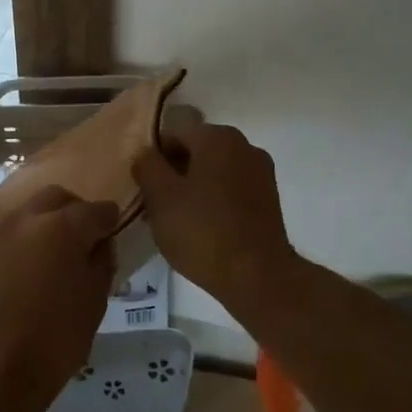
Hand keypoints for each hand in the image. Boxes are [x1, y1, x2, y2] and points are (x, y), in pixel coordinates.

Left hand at [0, 186, 119, 411]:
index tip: (113, 230)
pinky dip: (22, 235)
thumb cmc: (53, 342)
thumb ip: (101, 262)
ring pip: (28, 208)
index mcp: (61, 227)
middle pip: (57, 197)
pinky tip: (27, 261)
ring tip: (53, 249)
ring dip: (45, 219)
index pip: (95, 210)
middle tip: (84, 237)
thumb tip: (98, 243)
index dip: (109, 220)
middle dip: (75, 210)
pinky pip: (6, 228)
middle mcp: (26, 216)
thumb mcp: (94, 303)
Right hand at [133, 123, 297, 313]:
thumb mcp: (160, 197)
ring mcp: (261, 172)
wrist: (258, 277)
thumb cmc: (203, 231)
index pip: (172, 135)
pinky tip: (201, 228)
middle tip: (154, 206)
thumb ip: (147, 165)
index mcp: (217, 137)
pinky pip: (230, 189)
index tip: (142, 188)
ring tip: (176, 221)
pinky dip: (213, 201)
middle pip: (195, 151)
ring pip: (213, 172)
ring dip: (192, 188)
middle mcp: (244, 145)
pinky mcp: (269, 199)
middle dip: (172, 174)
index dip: (152, 160)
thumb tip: (144, 153)